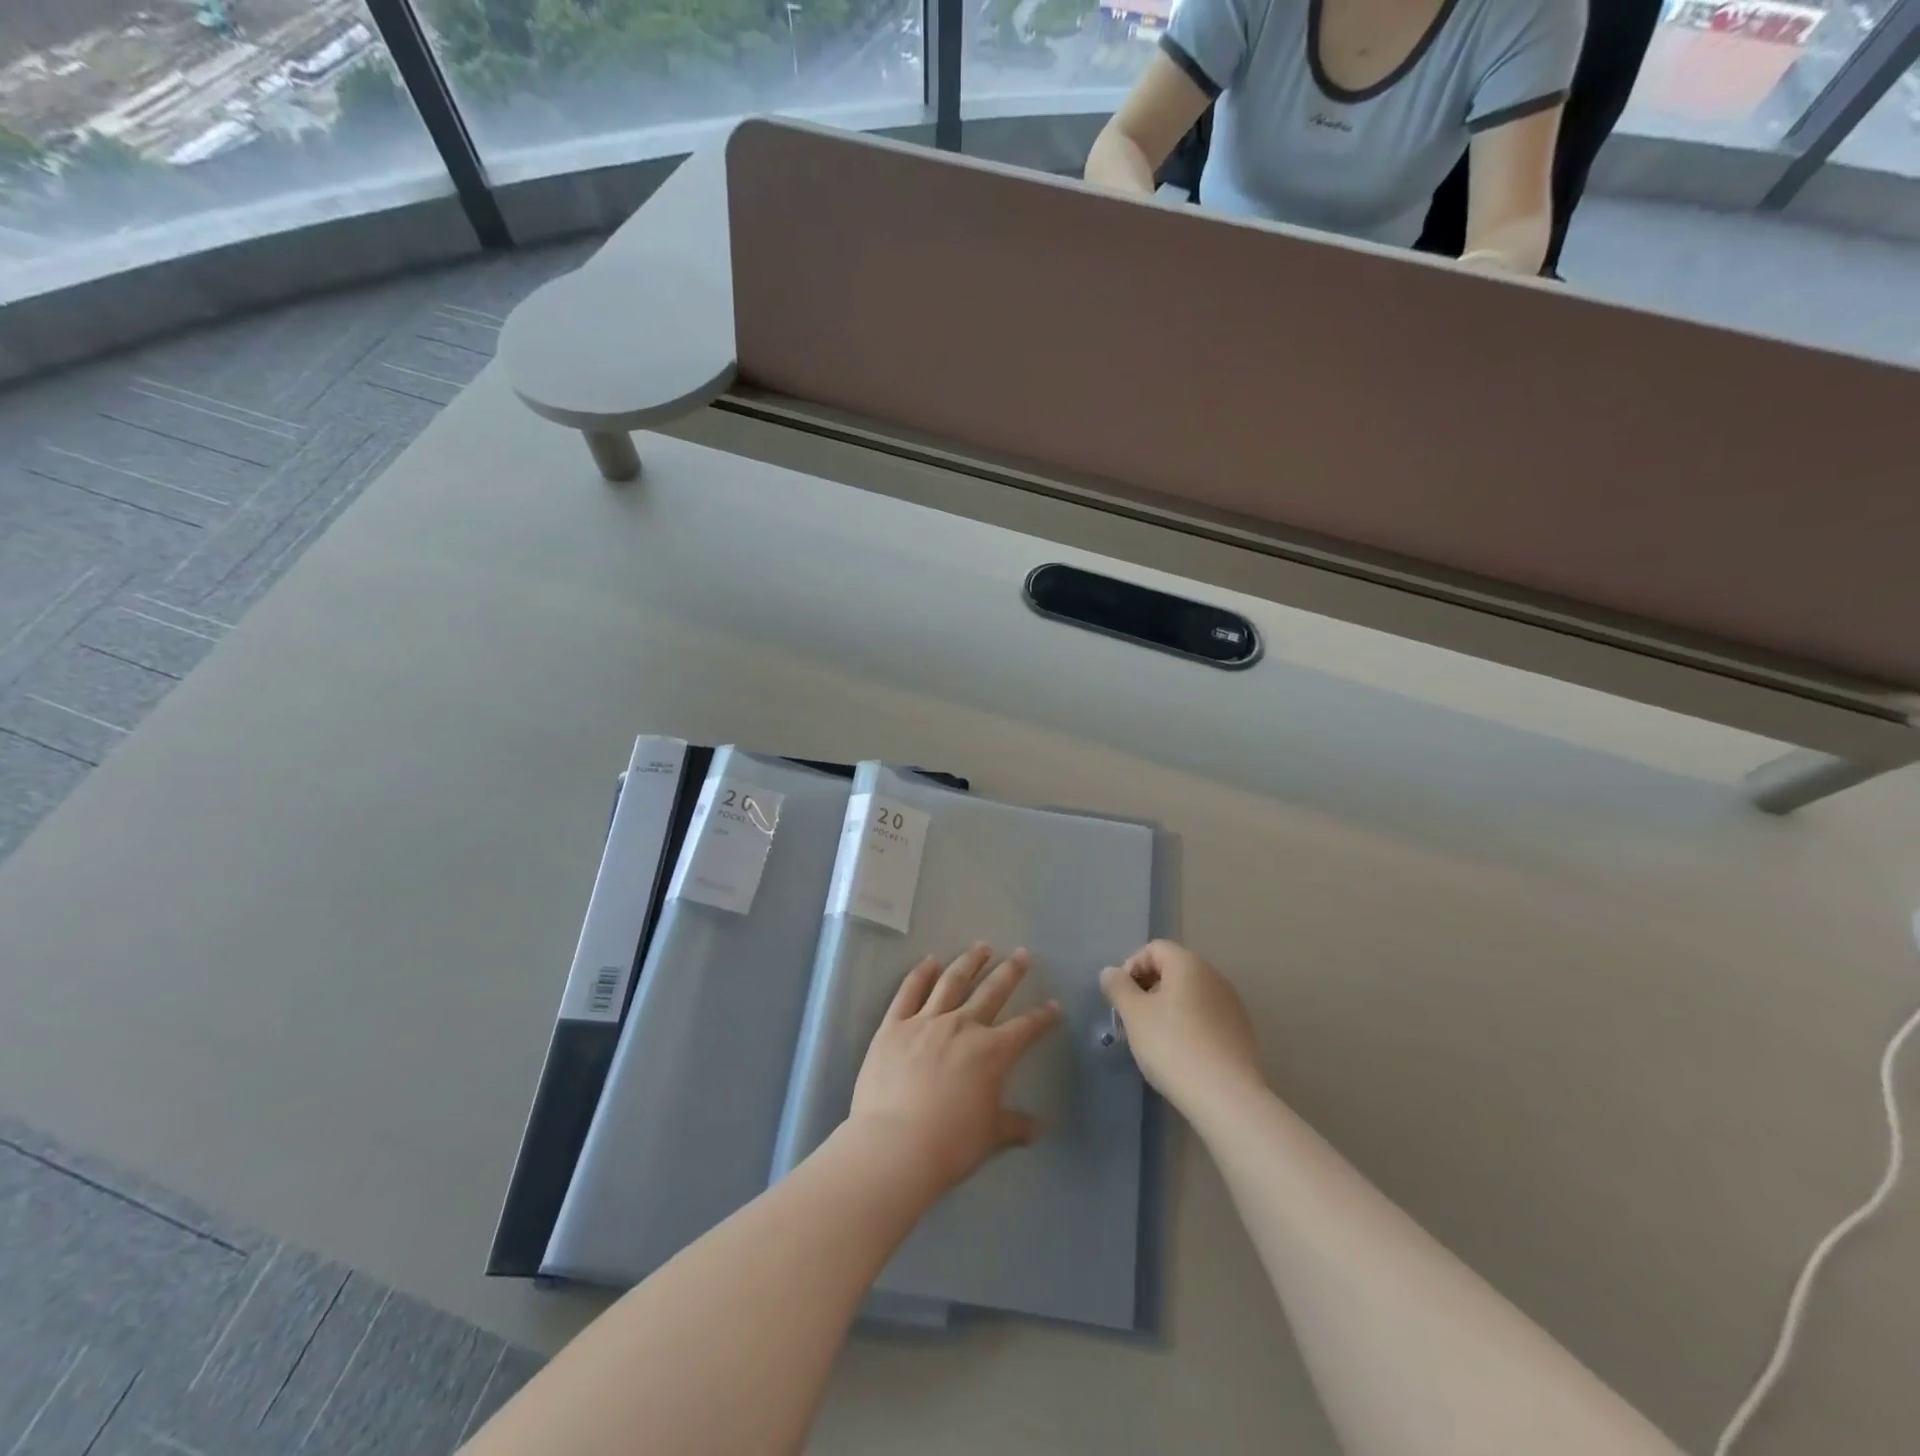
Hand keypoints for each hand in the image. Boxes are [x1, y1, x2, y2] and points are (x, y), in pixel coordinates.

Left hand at [850, 944, 1062, 1193]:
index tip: (1054, 1006)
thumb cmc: (949, 1144)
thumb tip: (1038, 1128)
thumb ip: (1014, 1126)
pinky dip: (921, 973)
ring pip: (952, 981)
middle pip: (992, 991)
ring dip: (969, 961)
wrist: (894, 1145)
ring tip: (981, 947)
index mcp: (992, 1052)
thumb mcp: (989, 1137)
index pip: (1026, 1027)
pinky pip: (909, 991)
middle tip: (1022, 954)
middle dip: (1010, 972)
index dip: (1043, 1017)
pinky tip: (930, 960)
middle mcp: (962, 1026)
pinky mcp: (894, 1025)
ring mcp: (925, 1021)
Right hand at [1100, 940, 1264, 1112]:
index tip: (1121, 997)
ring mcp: (1232, 1004)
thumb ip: (1118, 987)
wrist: (1226, 1097)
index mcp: (1188, 964)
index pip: (1154, 949)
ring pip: (1190, 994)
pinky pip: (1206, 1016)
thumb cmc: (1173, 1046)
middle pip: (1173, 969)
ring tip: (1155, 1039)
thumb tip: (1110, 972)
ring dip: (1168, 1008)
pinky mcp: (1241, 1032)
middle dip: (1148, 988)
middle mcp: (1214, 976)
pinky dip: (1189, 1025)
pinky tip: (1181, 1053)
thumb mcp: (1134, 1014)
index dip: (1131, 967)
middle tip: (1133, 1018)